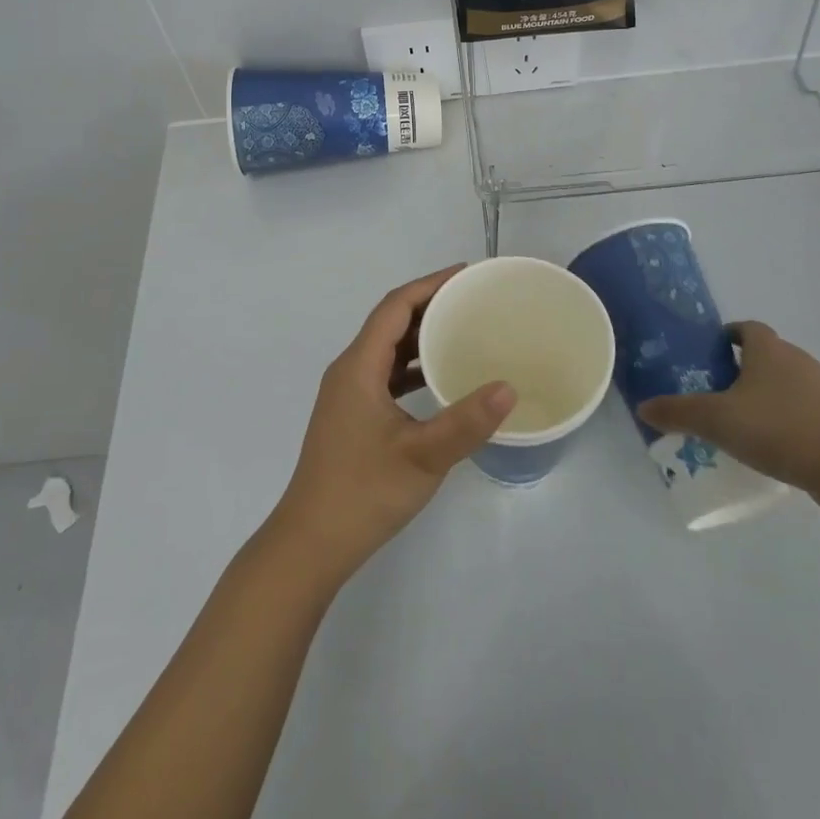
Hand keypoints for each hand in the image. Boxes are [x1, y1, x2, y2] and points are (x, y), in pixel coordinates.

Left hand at [269, 266, 513, 584]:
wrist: (311, 543)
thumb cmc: (362, 493)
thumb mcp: (421, 457)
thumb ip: (465, 422)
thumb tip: (508, 388)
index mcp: (358, 367)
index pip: (394, 307)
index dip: (429, 285)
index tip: (466, 275)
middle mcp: (349, 371)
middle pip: (390, 323)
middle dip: (430, 306)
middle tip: (474, 301)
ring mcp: (348, 395)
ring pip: (388, 350)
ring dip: (422, 337)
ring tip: (464, 331)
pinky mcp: (352, 417)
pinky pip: (386, 375)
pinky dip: (413, 368)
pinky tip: (441, 380)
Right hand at [636, 322, 819, 503]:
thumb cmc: (778, 429)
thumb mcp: (716, 420)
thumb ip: (678, 412)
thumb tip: (644, 407)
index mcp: (769, 350)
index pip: (747, 328)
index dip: (728, 336)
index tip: (710, 353)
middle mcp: (798, 360)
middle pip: (766, 354)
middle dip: (742, 368)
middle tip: (716, 391)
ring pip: (786, 382)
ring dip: (765, 395)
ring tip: (742, 421)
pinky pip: (804, 409)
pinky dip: (786, 419)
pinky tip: (772, 445)